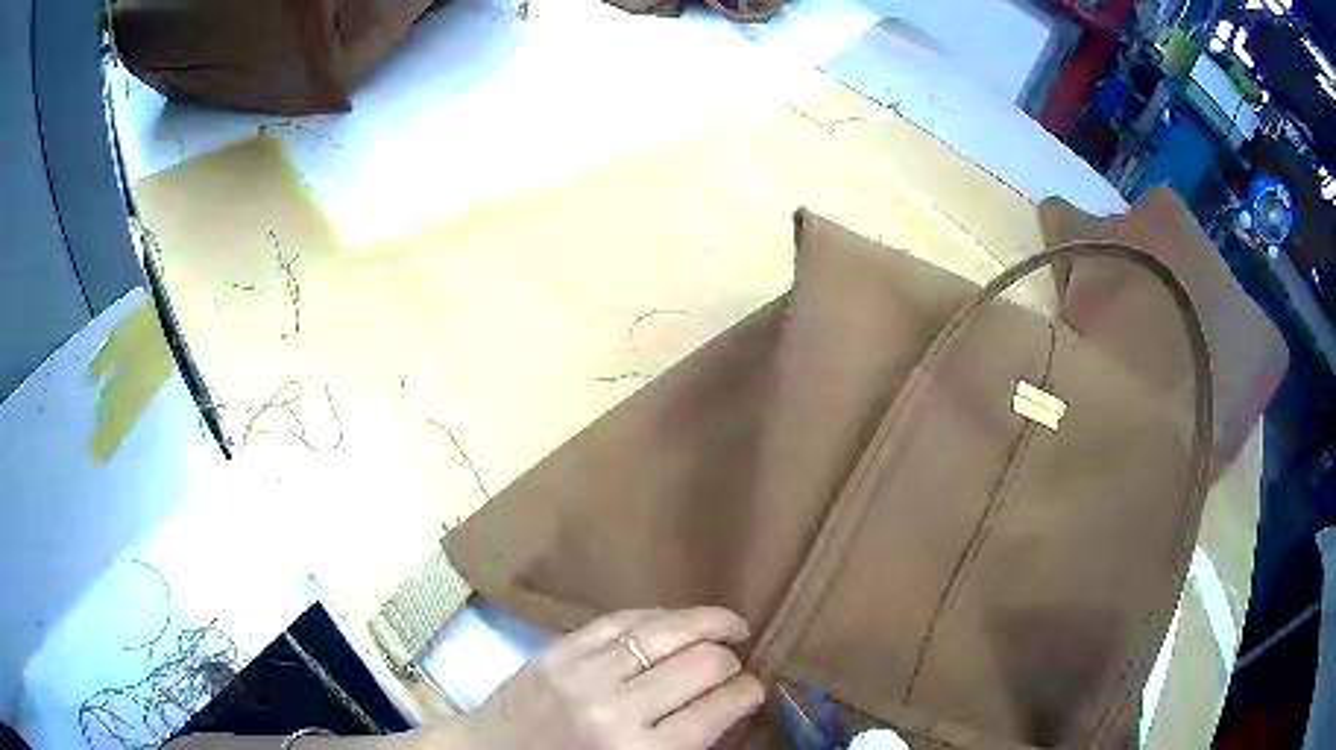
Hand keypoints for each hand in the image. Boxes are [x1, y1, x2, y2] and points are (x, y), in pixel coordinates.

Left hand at [457, 607, 764, 749]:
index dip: (748, 693)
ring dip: (709, 623)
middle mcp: (616, 711)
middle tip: (739, 662)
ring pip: (666, 631)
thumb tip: (730, 707)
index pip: (718, 710)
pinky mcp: (559, 649)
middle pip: (700, 665)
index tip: (756, 688)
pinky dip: (660, 617)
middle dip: (732, 660)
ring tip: (730, 626)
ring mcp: (583, 673)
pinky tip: (679, 620)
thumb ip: (685, 745)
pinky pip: (622, 619)